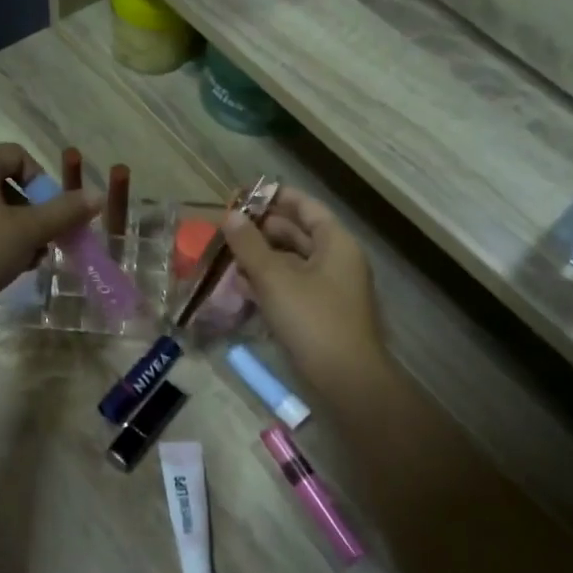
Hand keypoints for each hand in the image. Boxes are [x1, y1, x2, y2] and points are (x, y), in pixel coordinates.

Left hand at [0, 144, 96, 324]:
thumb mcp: (29, 232)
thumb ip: (65, 212)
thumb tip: (96, 195)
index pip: (17, 155)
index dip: (43, 181)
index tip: (53, 212)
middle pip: (0, 181)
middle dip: (29, 210)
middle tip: (43, 240)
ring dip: (10, 226)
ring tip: (24, 258)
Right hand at [222, 188, 391, 404]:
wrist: (345, 378)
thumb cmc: (312, 319)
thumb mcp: (275, 278)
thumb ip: (249, 245)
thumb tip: (230, 216)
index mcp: (335, 243)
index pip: (306, 207)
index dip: (275, 197)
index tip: (243, 194)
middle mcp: (336, 260)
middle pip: (298, 233)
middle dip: (262, 229)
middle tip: (227, 226)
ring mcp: (329, 289)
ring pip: (291, 261)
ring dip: (261, 257)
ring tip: (227, 254)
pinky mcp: (319, 313)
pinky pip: (291, 286)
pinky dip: (268, 282)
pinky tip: (241, 286)